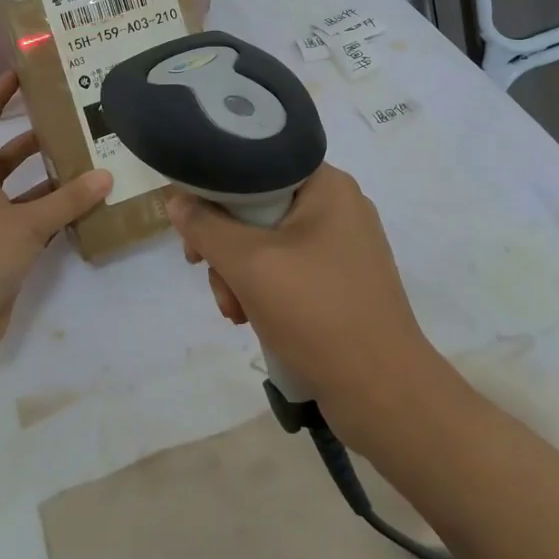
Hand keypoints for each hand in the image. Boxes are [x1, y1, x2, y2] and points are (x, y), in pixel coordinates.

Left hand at [0, 70, 112, 380]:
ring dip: (55, 183)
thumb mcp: (22, 225)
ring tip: (95, 166)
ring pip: (28, 196)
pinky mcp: (9, 259)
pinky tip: (89, 214)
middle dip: (35, 140)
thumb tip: (105, 174)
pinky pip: (38, 229)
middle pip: (8, 160)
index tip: (19, 74)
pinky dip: (60, 220)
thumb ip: (65, 202)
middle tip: (74, 124)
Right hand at [167, 163, 444, 445]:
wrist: (383, 393)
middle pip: (258, 208)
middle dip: (225, 246)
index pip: (256, 166)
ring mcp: (343, 247)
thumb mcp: (249, 264)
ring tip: (235, 312)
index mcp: (328, 185)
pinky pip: (288, 271)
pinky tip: (252, 320)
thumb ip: (206, 226)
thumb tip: (175, 199)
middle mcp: (339, 207)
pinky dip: (264, 291)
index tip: (191, 225)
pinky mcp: (342, 283)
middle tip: (203, 270)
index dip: (215, 191)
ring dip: (240, 275)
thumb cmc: (317, 313)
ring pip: (268, 244)